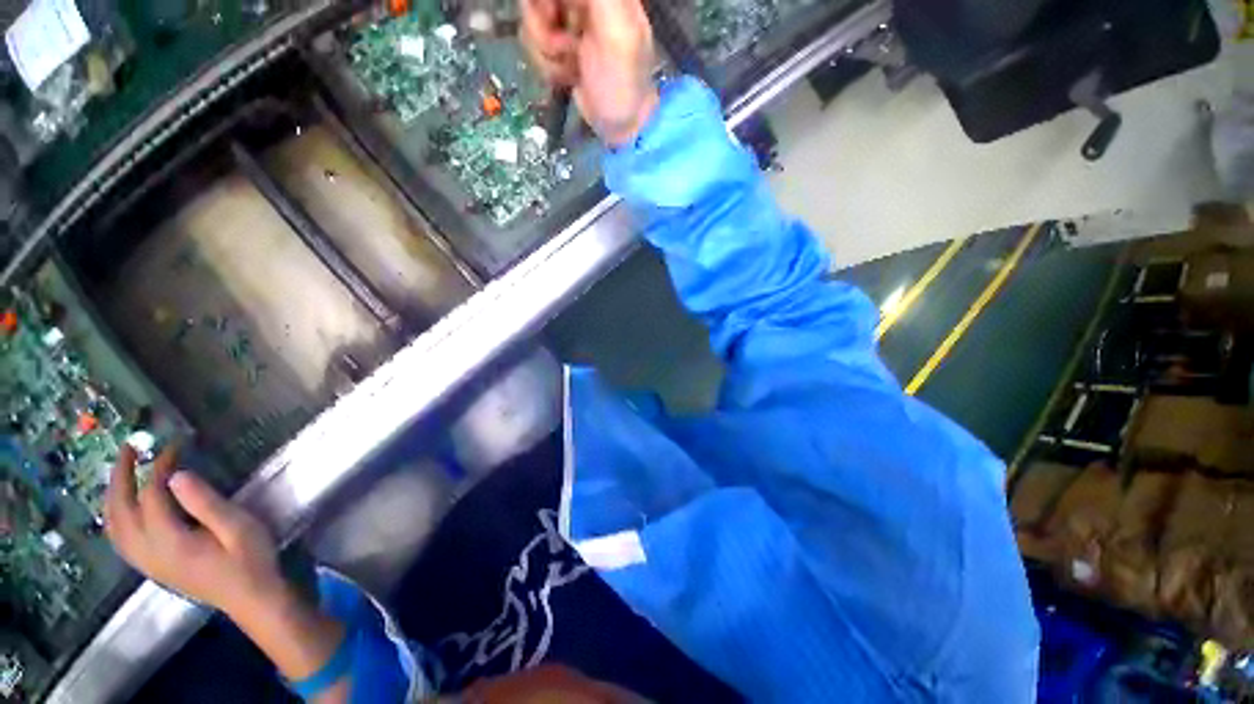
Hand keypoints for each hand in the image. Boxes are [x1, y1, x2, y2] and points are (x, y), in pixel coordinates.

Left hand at [104, 445, 287, 618]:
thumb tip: (177, 475)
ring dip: (113, 496)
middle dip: (120, 476)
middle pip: (119, 511)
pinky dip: (115, 516)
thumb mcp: (238, 528)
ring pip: (113, 527)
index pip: (151, 495)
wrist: (251, 599)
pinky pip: (120, 539)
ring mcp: (147, 562)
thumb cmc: (250, 560)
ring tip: (123, 472)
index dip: (159, 467)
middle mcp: (148, 552)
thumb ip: (207, 503)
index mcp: (169, 541)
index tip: (175, 446)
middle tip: (131, 449)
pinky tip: (125, 507)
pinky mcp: (152, 567)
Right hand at [521, 0, 659, 146]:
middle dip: (543, 24)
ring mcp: (568, 23)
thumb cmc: (623, 82)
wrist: (621, 126)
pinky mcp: (558, 47)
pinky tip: (568, 75)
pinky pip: (533, 43)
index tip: (552, 16)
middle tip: (566, 45)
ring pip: (531, 18)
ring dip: (547, 51)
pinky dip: (547, 65)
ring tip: (572, 65)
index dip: (545, 1)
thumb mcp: (617, 31)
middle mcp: (582, 0)